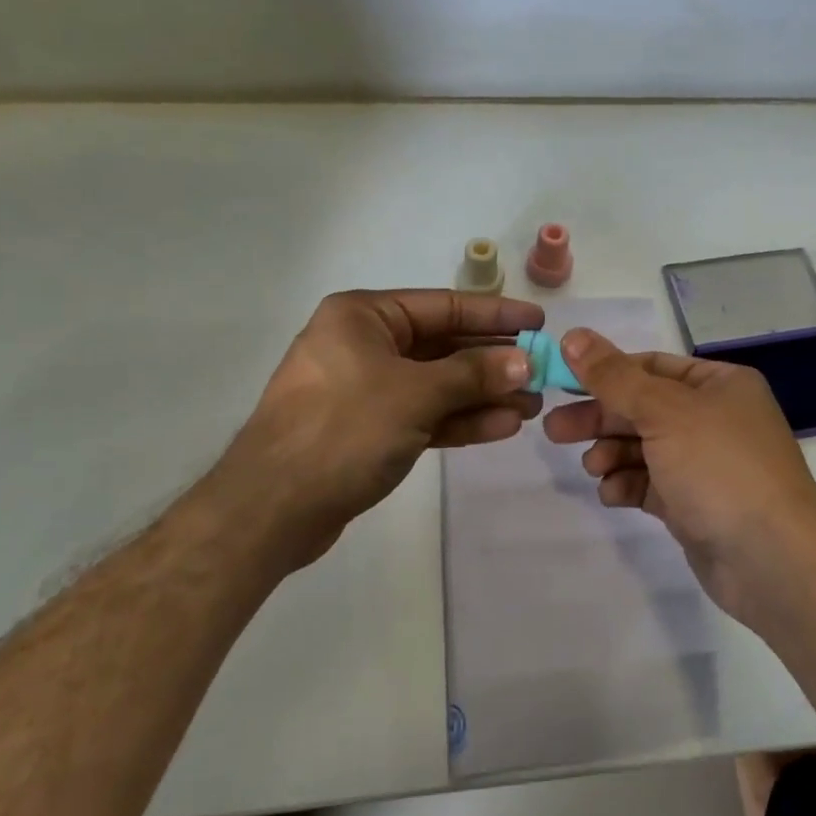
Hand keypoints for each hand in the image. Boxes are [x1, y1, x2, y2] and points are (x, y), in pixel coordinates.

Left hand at [197, 290, 544, 565]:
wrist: (273, 508)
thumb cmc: (343, 430)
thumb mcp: (415, 394)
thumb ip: (473, 374)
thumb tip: (523, 361)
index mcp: (363, 316)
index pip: (443, 306)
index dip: (495, 314)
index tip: (539, 321)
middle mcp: (364, 344)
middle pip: (443, 346)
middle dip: (493, 362)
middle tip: (542, 372)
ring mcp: (365, 389)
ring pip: (437, 384)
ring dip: (483, 394)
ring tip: (532, 405)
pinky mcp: (368, 429)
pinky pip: (423, 414)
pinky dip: (459, 419)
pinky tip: (501, 426)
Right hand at [542, 329, 815, 623]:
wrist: (771, 559)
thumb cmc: (720, 467)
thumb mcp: (663, 411)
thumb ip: (614, 377)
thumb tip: (572, 336)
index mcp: (719, 384)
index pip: (651, 367)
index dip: (605, 373)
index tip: (562, 384)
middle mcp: (714, 418)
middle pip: (642, 408)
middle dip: (600, 419)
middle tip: (554, 431)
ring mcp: (705, 464)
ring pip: (643, 448)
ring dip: (612, 454)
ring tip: (593, 468)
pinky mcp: (694, 504)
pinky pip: (651, 484)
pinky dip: (629, 485)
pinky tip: (613, 494)